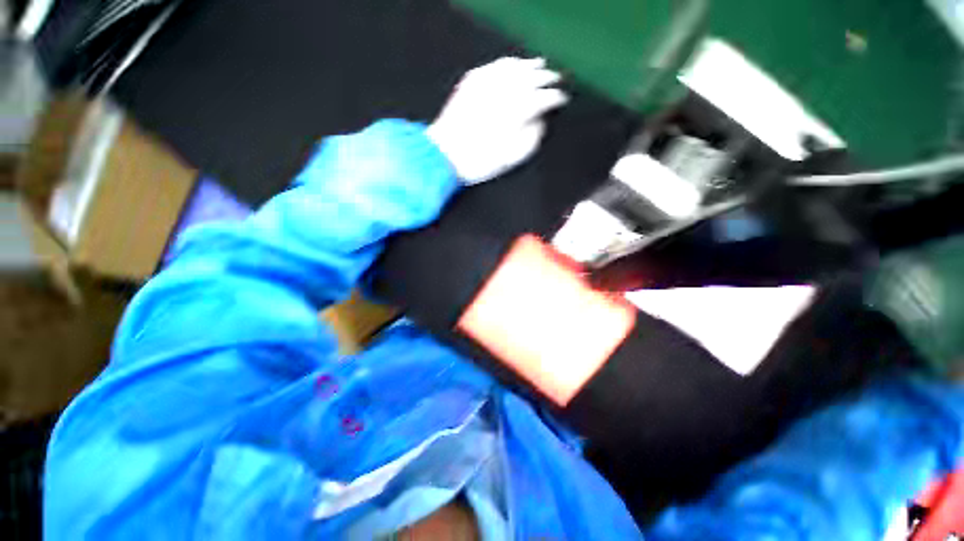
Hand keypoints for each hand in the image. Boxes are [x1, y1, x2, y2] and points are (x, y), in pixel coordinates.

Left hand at [427, 57, 567, 184]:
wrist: (445, 156)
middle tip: (556, 78)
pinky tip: (513, 64)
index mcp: (517, 111)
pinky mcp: (471, 82)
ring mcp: (487, 83)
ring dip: (529, 65)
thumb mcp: (512, 158)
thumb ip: (532, 138)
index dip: (555, 98)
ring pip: (514, 66)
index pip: (543, 98)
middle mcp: (504, 91)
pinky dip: (507, 63)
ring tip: (539, 65)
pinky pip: (494, 65)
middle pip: (531, 77)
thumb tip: (540, 121)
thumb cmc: (480, 162)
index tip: (562, 100)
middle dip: (546, 77)